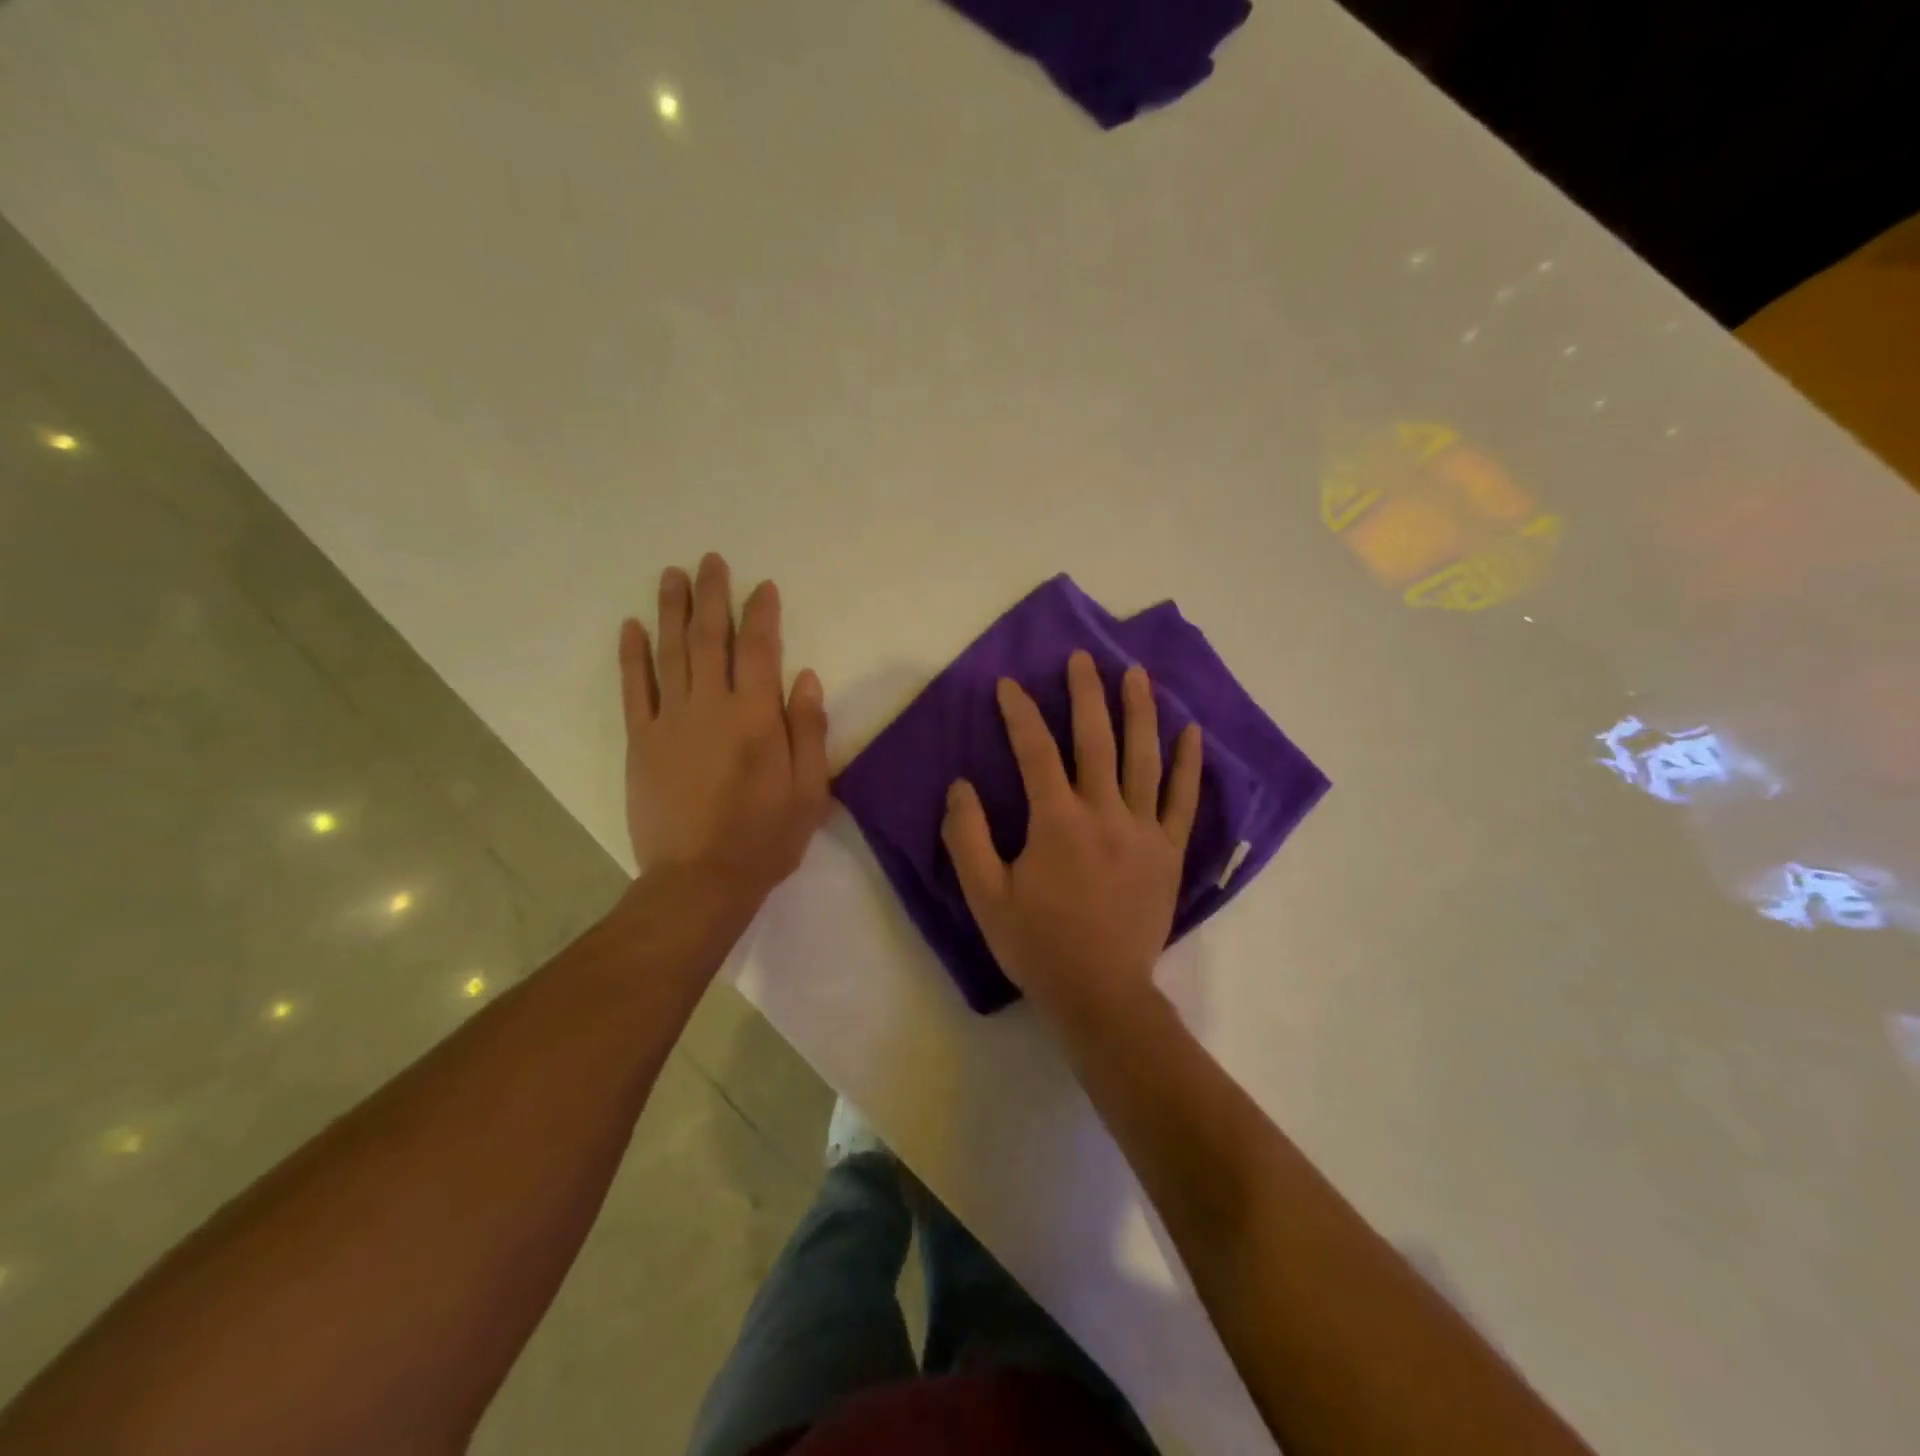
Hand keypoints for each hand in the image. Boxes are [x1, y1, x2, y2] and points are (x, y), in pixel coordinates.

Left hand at [619, 553, 830, 901]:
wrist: (700, 880)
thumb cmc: (765, 837)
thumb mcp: (809, 790)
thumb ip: (808, 730)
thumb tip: (805, 677)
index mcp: (757, 718)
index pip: (760, 650)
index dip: (761, 614)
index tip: (762, 586)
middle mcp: (712, 707)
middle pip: (711, 638)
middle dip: (712, 596)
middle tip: (710, 560)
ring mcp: (670, 721)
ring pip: (671, 652)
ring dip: (671, 610)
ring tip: (672, 575)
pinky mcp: (641, 741)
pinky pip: (634, 688)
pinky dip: (632, 655)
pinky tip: (632, 627)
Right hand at [941, 650, 1201, 1022]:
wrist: (1100, 993)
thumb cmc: (1037, 944)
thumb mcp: (984, 896)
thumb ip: (966, 837)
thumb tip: (962, 786)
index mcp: (1057, 821)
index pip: (1035, 751)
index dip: (1019, 713)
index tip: (1008, 685)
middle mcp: (1104, 813)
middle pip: (1096, 740)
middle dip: (1086, 694)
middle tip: (1083, 658)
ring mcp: (1143, 830)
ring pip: (1144, 759)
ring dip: (1140, 711)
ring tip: (1136, 674)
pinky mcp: (1169, 852)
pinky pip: (1184, 800)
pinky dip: (1189, 765)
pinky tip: (1192, 733)